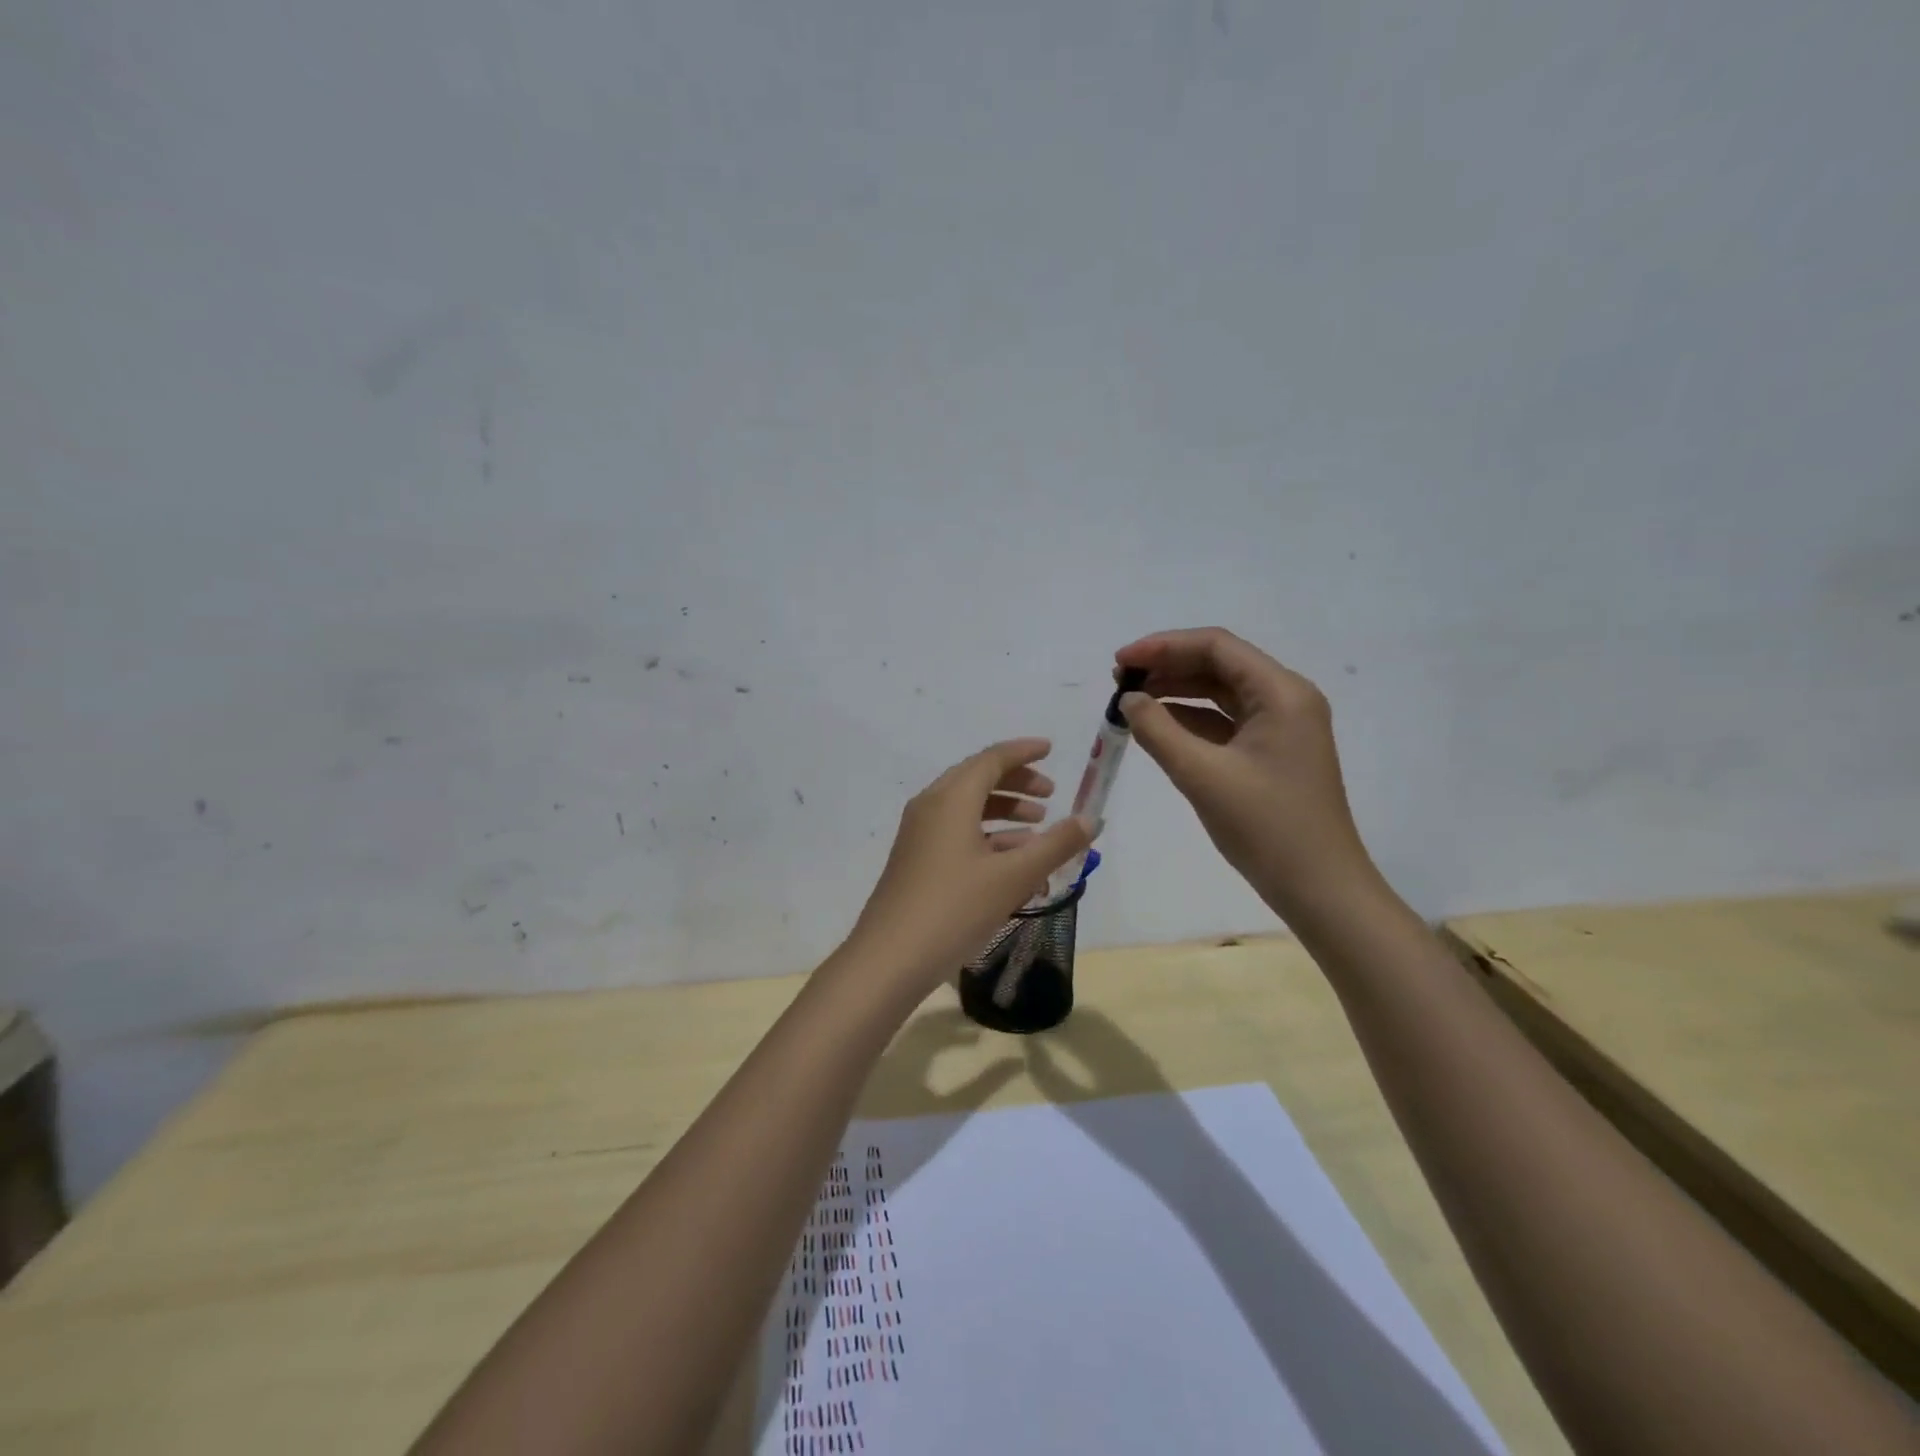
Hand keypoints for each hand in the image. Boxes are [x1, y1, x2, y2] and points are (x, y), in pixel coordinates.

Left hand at [843, 738, 1095, 998]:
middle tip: (1051, 796)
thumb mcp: (1013, 877)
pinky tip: (1012, 863)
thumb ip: (1056, 845)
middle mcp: (931, 807)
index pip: (991, 759)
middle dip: (1017, 782)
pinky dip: (987, 837)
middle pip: (978, 779)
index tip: (1052, 750)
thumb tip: (1091, 820)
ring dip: (1004, 812)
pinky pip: (957, 833)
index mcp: (951, 799)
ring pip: (967, 809)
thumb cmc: (954, 909)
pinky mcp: (916, 860)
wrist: (890, 959)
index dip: (1024, 752)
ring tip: (1037, 830)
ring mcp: (919, 835)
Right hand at [1114, 628, 1379, 923]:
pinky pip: (1226, 721)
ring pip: (1221, 692)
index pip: (1216, 647)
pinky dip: (1191, 719)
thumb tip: (1128, 699)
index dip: (1163, 646)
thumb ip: (1158, 730)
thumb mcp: (1202, 776)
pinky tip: (1158, 726)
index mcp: (1281, 693)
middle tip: (1120, 680)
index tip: (1121, 662)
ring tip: (1131, 700)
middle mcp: (1286, 699)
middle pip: (1219, 664)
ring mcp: (1282, 726)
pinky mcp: (1273, 751)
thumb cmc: (1265, 828)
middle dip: (1168, 666)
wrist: (1319, 888)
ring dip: (1177, 691)